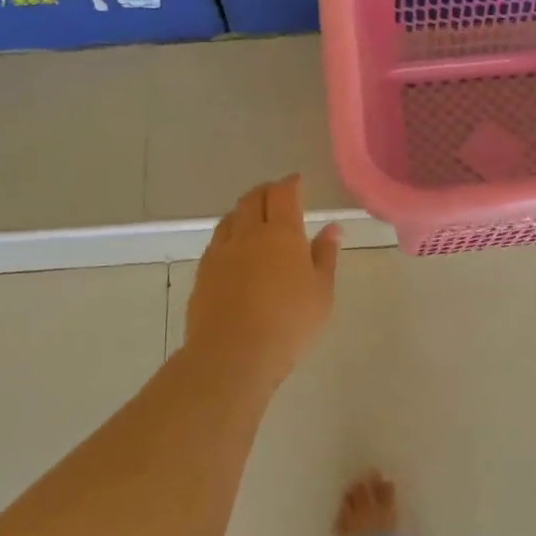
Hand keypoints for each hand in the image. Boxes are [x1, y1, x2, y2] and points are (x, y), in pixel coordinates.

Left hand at [185, 175, 339, 391]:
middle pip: (253, 198)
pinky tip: (235, 248)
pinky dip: (229, 234)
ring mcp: (221, 252)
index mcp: (282, 233)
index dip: (291, 184)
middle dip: (266, 191)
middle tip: (277, 195)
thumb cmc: (289, 323)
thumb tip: (332, 228)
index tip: (297, 182)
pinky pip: (217, 240)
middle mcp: (248, 233)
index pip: (284, 194)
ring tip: (254, 218)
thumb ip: (325, 256)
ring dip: (244, 210)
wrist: (233, 354)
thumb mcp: (321, 292)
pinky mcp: (203, 272)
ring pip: (231, 217)